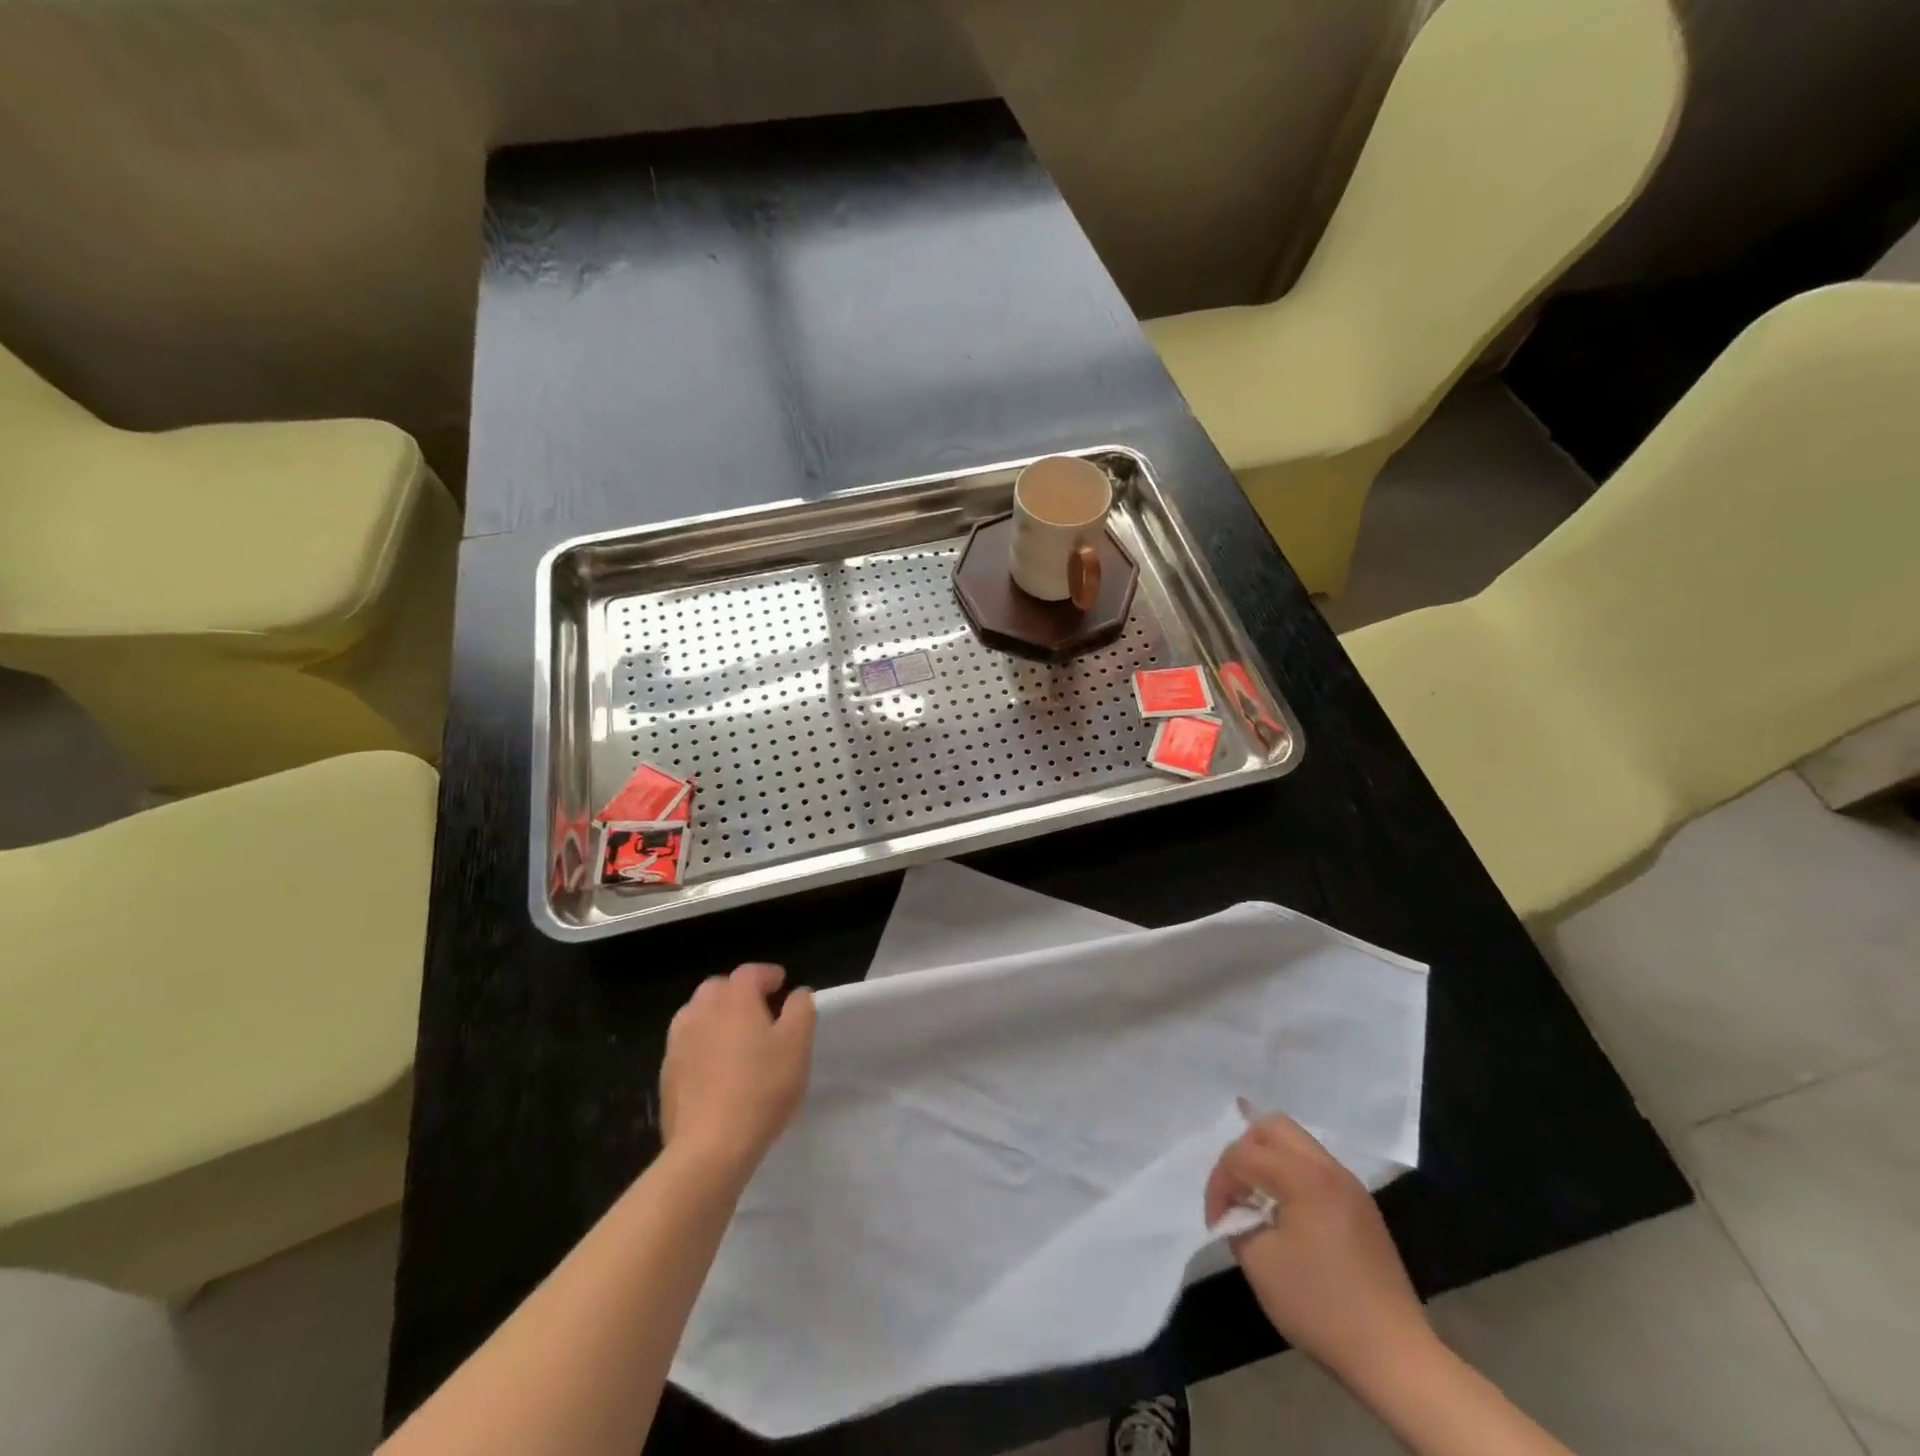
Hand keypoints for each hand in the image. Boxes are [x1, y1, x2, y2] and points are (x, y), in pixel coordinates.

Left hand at [660, 964, 815, 1174]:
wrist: (710, 1146)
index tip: (783, 985)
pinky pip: (687, 1044)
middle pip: (719, 988)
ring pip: (698, 1014)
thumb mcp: (797, 1045)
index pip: (751, 972)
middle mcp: (701, 1010)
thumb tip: (797, 993)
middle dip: (739, 992)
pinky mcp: (667, 1072)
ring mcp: (678, 1042)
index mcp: (734, 998)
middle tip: (761, 1010)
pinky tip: (717, 1068)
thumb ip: (801, 1010)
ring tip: (737, 1038)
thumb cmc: (762, 1087)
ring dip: (717, 1017)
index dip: (768, 975)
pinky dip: (703, 1044)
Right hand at [1205, 1110, 1434, 1392]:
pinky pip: (1316, 1168)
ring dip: (1269, 1161)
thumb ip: (1238, 1222)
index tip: (1216, 1221)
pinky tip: (1287, 1214)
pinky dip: (1292, 1176)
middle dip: (1244, 1152)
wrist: (1394, 1357)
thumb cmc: (1320, 1306)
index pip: (1243, 1154)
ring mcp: (1351, 1186)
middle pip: (1273, 1127)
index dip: (1220, 1183)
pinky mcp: (1362, 1207)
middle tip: (1236, 1191)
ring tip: (1258, 1201)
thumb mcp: (1260, 1264)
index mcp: (1304, 1176)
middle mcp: (1329, 1168)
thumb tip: (1238, 1211)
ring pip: (1297, 1144)